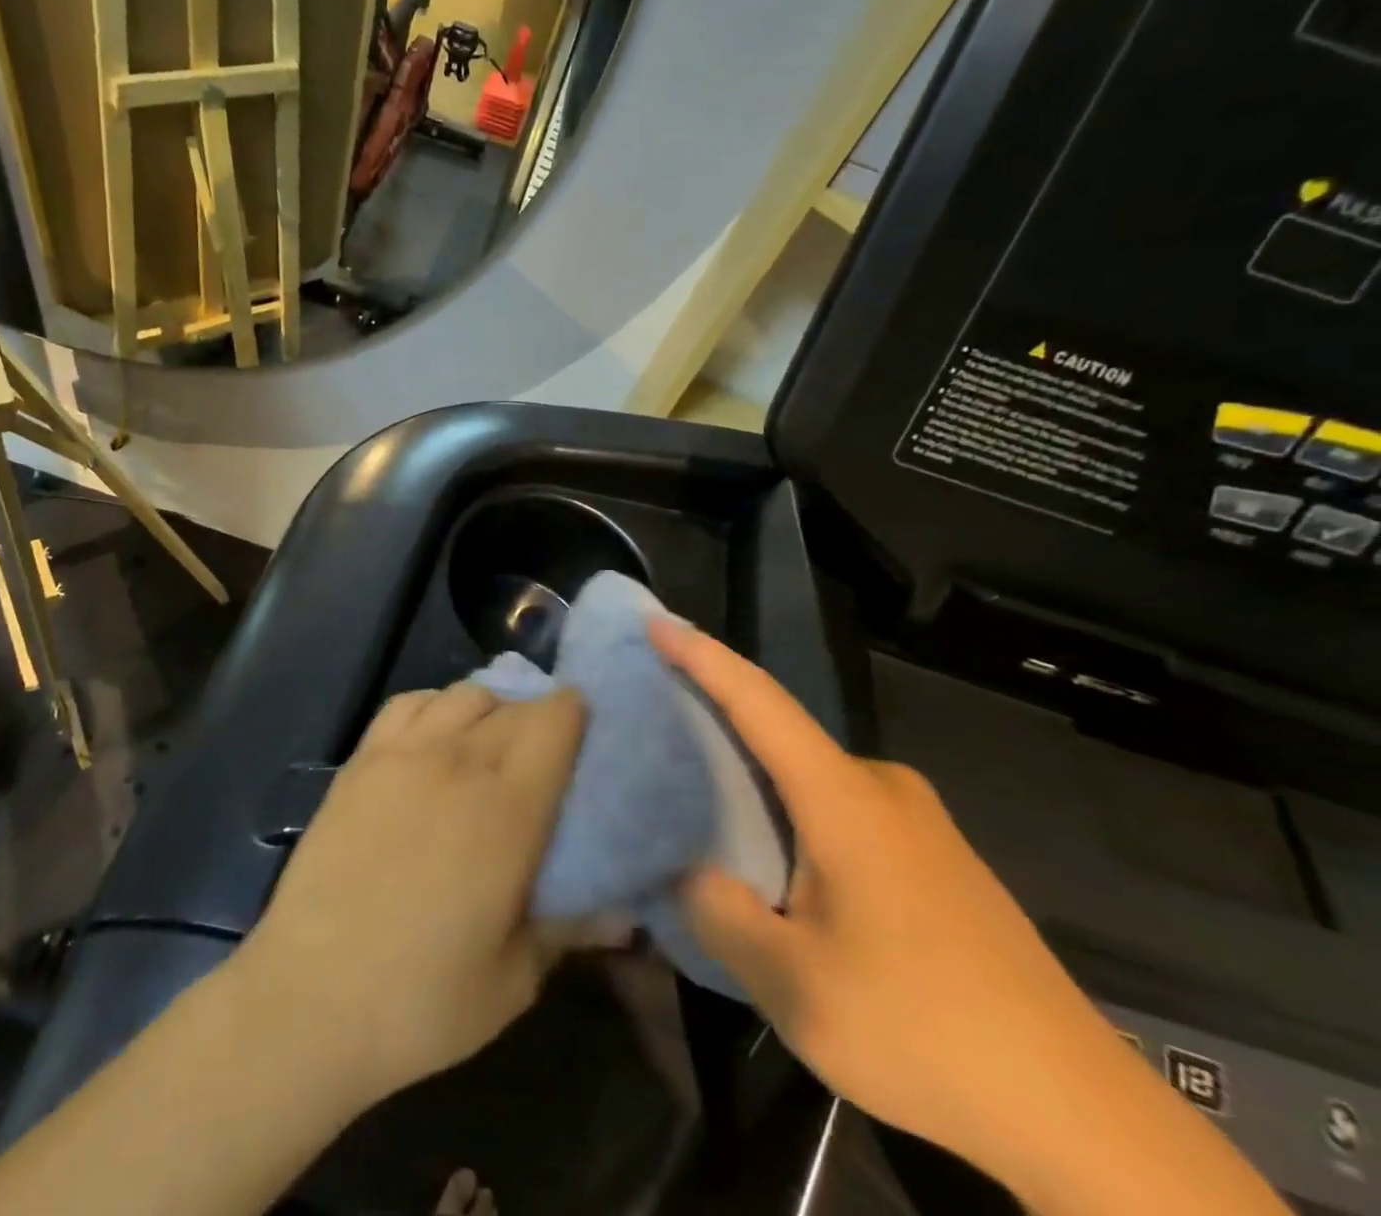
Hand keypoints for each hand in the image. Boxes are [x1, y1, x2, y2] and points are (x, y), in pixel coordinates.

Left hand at [234, 683, 586, 1106]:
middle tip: (542, 757)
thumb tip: (623, 914)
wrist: (310, 997)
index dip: (575, 714)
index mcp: (509, 809)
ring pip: (463, 695)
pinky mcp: (361, 760)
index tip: (585, 734)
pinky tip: (434, 738)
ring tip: (488, 746)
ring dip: (489, 709)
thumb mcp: (514, 980)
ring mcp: (404, 753)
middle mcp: (459, 762)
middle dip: (537, 719)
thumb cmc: (422, 1000)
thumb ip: (569, 930)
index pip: (554, 721)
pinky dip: (434, 706)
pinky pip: (408, 703)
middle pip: (513, 705)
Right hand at [648, 620, 1130, 1177]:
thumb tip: (691, 873)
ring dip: (756, 782)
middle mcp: (882, 789)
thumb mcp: (793, 986)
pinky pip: (842, 810)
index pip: (759, 702)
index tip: (656, 623)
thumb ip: (719, 913)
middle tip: (657, 734)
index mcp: (844, 799)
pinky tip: (777, 867)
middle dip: (718, 726)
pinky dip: (793, 815)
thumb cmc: (924, 1031)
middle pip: (781, 736)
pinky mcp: (936, 859)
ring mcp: (918, 823)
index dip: (703, 657)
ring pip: (810, 780)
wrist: (1083, 1116)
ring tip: (704, 810)